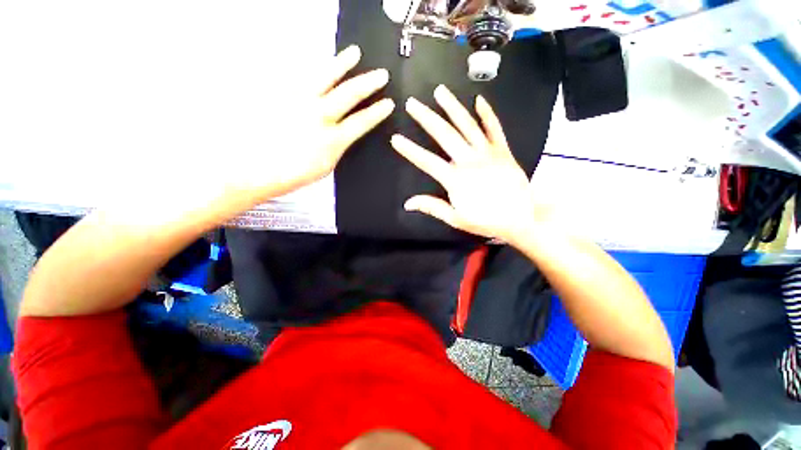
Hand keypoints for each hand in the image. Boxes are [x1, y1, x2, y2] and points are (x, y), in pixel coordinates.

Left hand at [234, 45, 394, 202]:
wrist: (255, 168)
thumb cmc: (294, 174)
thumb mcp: (326, 167)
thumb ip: (337, 147)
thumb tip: (343, 134)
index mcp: (333, 139)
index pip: (362, 121)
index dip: (377, 112)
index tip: (388, 103)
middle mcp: (320, 116)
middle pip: (349, 94)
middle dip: (368, 83)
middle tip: (381, 74)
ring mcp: (300, 102)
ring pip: (325, 77)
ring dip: (343, 64)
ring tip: (354, 53)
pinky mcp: (283, 95)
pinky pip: (303, 77)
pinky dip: (315, 68)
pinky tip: (322, 63)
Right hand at [391, 85, 537, 242]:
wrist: (521, 218)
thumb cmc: (486, 221)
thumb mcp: (456, 218)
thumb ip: (432, 207)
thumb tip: (407, 203)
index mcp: (455, 179)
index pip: (427, 161)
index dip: (410, 150)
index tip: (396, 139)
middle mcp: (469, 160)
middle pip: (444, 134)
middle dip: (426, 118)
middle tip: (413, 103)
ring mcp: (487, 152)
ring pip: (467, 125)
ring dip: (452, 107)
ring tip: (440, 91)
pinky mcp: (503, 150)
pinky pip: (494, 128)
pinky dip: (487, 113)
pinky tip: (478, 100)